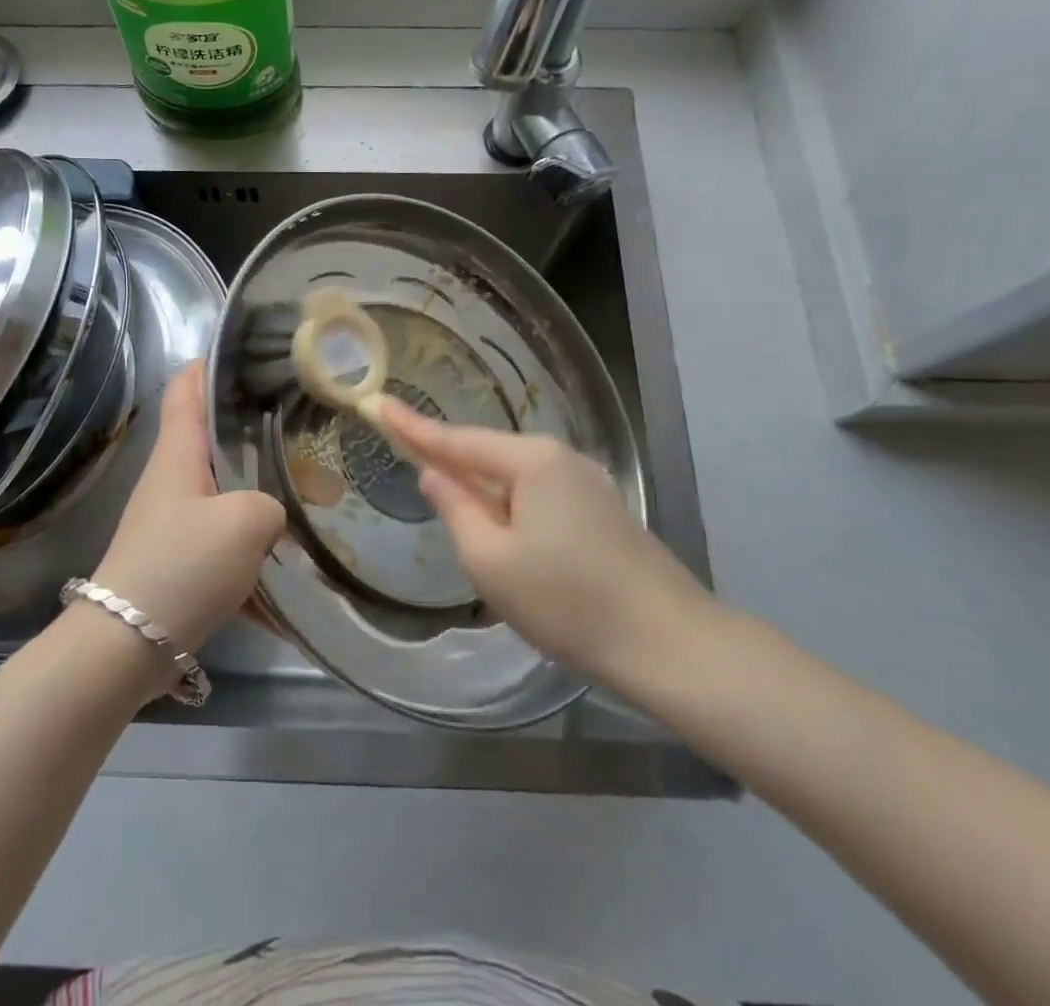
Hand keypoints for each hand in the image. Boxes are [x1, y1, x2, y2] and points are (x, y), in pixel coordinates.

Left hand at [92, 361, 284, 655]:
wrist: (126, 646)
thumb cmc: (182, 565)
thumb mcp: (245, 523)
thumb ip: (272, 504)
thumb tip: (273, 514)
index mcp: (179, 452)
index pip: (187, 385)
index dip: (212, 361)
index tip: (252, 351)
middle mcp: (173, 477)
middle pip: (214, 437)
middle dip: (258, 430)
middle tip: (306, 429)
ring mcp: (174, 519)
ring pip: (227, 490)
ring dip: (265, 493)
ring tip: (315, 498)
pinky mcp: (180, 559)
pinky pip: (227, 542)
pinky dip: (256, 552)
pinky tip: (293, 577)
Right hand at [374, 398, 725, 694]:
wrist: (672, 646)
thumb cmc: (568, 602)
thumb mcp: (491, 560)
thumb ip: (455, 508)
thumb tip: (434, 475)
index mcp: (531, 461)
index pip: (456, 439)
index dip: (413, 426)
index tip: (377, 403)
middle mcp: (561, 459)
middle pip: (488, 456)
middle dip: (452, 465)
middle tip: (414, 471)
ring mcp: (588, 484)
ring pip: (516, 481)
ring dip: (485, 495)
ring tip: (463, 526)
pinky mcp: (604, 512)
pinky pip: (541, 498)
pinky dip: (514, 510)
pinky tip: (511, 542)